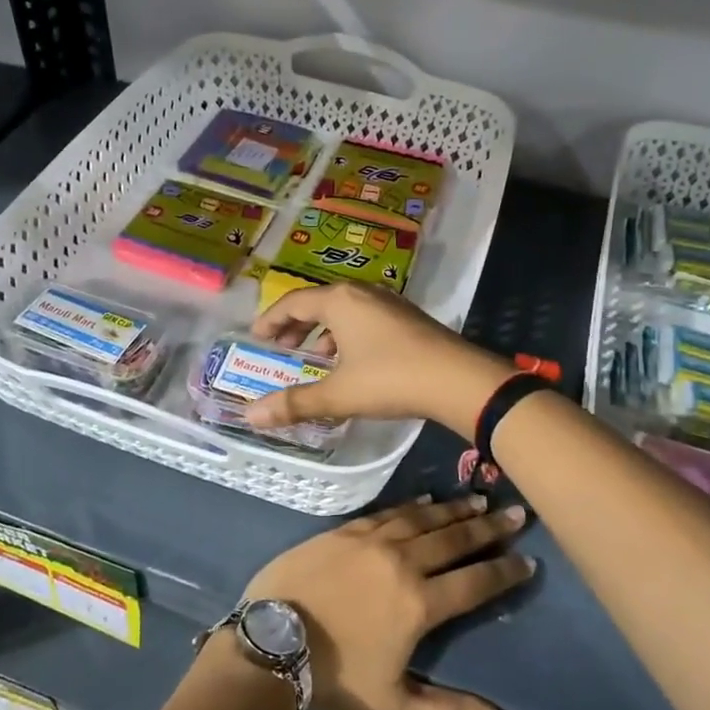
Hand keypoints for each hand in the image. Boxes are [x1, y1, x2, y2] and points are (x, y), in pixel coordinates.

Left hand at [240, 495, 534, 709]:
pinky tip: (426, 499)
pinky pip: (388, 511)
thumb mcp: (395, 706)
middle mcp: (403, 562)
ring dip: (454, 509)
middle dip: (489, 526)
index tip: (529, 560)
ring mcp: (372, 540)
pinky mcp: (345, 530)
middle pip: (455, 540)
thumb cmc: (335, 678)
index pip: (475, 583)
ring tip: (479, 499)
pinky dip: (412, 505)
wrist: (270, 640)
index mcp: (420, 604)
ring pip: (424, 518)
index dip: (505, 572)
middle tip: (515, 512)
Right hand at [244, 282, 512, 438]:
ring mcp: (389, 303)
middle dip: (296, 326)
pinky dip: (347, 336)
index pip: (293, 302)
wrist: (459, 380)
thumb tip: (250, 416)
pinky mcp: (407, 318)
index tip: (256, 339)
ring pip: (344, 311)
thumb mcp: (339, 394)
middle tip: (280, 349)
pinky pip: (364, 319)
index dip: (270, 320)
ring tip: (315, 359)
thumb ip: (295, 403)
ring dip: (323, 332)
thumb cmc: (391, 379)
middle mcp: (363, 293)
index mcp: (340, 300)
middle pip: (318, 303)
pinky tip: (352, 364)